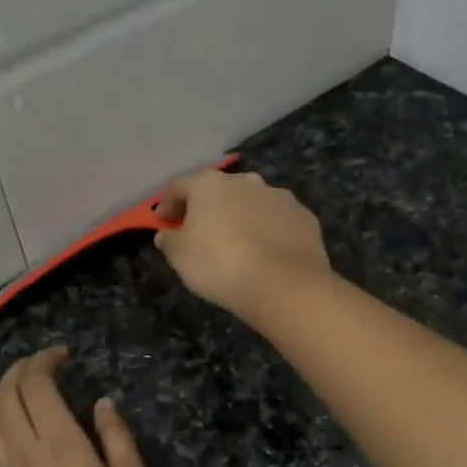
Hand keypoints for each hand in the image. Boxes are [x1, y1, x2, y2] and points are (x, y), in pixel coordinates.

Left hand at [0, 347, 152, 466]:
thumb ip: (117, 439)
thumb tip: (102, 403)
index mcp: (61, 446)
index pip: (37, 387)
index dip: (44, 362)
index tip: (62, 356)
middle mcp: (25, 456)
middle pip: (5, 399)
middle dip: (18, 372)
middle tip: (39, 365)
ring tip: (16, 390)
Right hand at [154, 169, 331, 325]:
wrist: (285, 286)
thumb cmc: (221, 266)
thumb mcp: (181, 258)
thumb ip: (170, 241)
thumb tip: (167, 234)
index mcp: (210, 184)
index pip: (180, 186)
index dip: (167, 203)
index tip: (163, 222)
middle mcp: (246, 181)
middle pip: (218, 190)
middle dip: (207, 208)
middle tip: (199, 230)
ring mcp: (279, 196)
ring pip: (252, 202)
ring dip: (240, 216)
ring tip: (236, 242)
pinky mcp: (304, 216)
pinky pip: (277, 220)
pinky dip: (268, 230)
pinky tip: (266, 251)